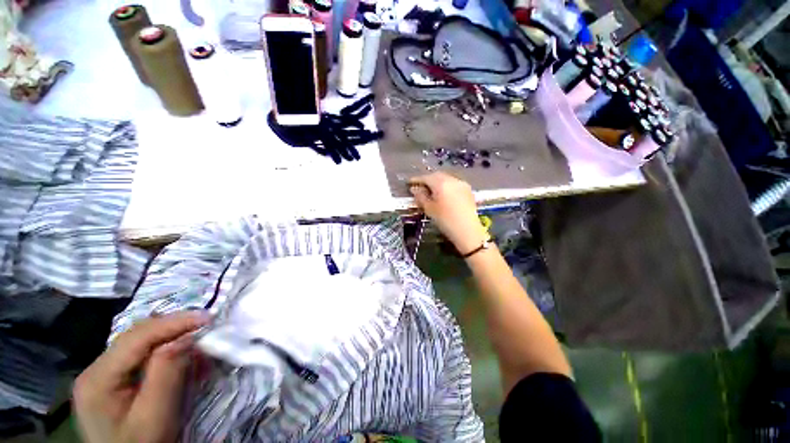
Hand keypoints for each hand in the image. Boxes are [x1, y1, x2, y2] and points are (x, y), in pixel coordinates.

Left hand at [73, 311, 209, 442]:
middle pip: (139, 336)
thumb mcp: (155, 415)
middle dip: (175, 329)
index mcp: (98, 378)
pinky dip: (169, 354)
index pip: (137, 337)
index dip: (174, 323)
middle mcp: (96, 369)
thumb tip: (186, 337)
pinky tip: (185, 361)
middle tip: (207, 329)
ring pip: (143, 343)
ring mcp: (104, 374)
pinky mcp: (116, 380)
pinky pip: (145, 356)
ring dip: (174, 341)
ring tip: (200, 347)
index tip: (208, 317)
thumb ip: (166, 373)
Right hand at [409, 172, 488, 254]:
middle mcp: (452, 180)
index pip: (426, 178)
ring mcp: (461, 184)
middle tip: (419, 186)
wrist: (468, 231)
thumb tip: (415, 189)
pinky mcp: (468, 190)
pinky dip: (446, 185)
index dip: (416, 180)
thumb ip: (421, 197)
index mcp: (441, 183)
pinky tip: (443, 193)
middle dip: (427, 179)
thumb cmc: (445, 221)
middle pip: (437, 175)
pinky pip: (453, 183)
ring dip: (437, 182)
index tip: (409, 183)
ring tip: (430, 190)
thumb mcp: (429, 209)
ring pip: (446, 178)